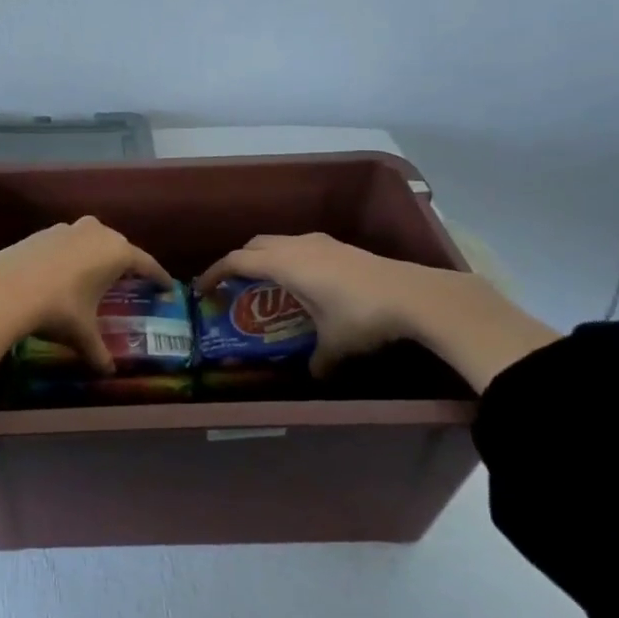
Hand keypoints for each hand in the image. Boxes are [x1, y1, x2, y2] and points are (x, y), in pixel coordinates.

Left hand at [0, 216, 172, 373]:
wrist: (6, 289)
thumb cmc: (58, 309)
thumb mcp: (82, 333)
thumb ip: (98, 351)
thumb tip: (107, 372)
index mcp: (116, 253)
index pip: (146, 264)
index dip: (158, 277)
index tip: (167, 286)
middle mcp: (96, 233)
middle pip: (119, 246)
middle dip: (126, 262)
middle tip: (131, 280)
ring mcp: (67, 229)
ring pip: (91, 239)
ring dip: (96, 254)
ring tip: (96, 274)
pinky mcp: (42, 232)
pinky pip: (66, 242)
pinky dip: (71, 255)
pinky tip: (63, 272)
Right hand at [196, 233, 558, 389]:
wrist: (415, 296)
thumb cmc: (362, 317)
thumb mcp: (334, 346)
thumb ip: (317, 361)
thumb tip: (313, 376)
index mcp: (286, 264)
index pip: (238, 261)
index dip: (215, 273)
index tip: (203, 288)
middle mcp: (298, 247)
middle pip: (255, 244)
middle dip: (239, 262)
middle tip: (233, 286)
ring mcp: (322, 243)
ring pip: (280, 242)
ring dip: (266, 257)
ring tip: (267, 284)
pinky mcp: (341, 247)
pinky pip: (301, 246)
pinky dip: (289, 258)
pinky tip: (304, 282)